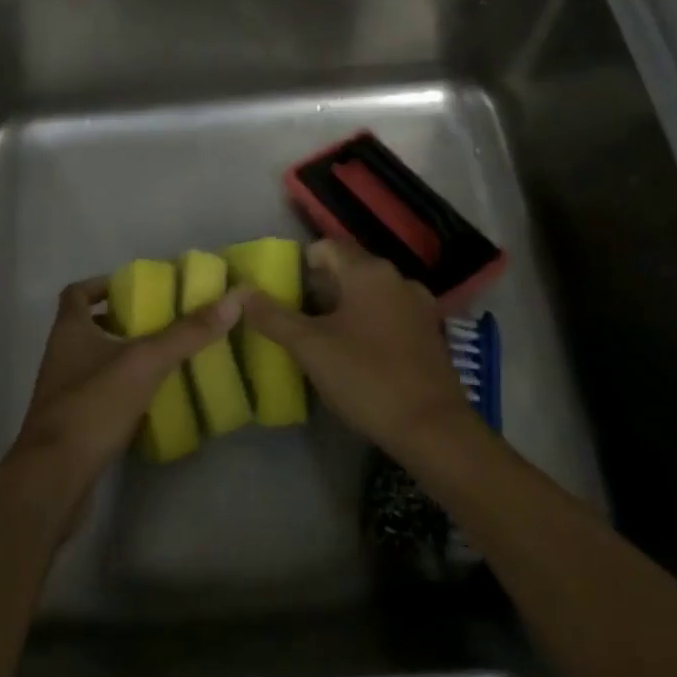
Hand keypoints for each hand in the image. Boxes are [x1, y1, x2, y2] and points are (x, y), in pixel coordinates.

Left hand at [3, 276, 240, 521]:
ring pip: (94, 362)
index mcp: (69, 330)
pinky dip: (122, 391)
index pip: (77, 293)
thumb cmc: (93, 406)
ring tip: (162, 358)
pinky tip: (151, 400)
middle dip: (121, 321)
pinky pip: (99, 396)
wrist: (53, 479)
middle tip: (159, 322)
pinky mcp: (72, 425)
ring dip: (122, 357)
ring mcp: (63, 393)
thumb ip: (187, 333)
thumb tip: (232, 299)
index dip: (102, 285)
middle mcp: (61, 356)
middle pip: (87, 326)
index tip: (134, 288)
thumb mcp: (145, 362)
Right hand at [238, 240, 475, 457]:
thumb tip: (242, 292)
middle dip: (320, 289)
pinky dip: (369, 323)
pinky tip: (358, 354)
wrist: (433, 429)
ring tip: (323, 338)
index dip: (300, 265)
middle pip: (348, 269)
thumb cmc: (366, 378)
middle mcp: (397, 277)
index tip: (283, 293)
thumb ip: (273, 316)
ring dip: (345, 307)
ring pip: (370, 293)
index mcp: (368, 271)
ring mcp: (418, 305)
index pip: (326, 247)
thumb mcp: (310, 347)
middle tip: (296, 319)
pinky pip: (390, 314)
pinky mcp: (430, 332)